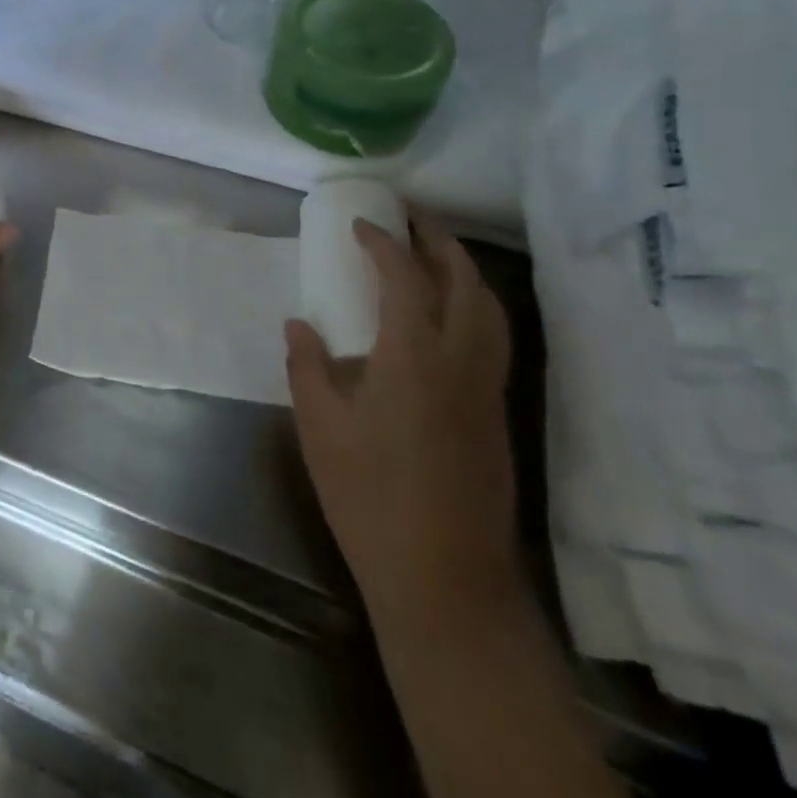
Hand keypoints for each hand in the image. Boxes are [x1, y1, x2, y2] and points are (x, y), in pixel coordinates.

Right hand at [286, 218, 518, 629]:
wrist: (445, 578)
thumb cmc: (369, 497)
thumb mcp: (320, 428)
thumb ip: (307, 366)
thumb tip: (300, 323)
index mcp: (414, 357)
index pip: (405, 278)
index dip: (384, 244)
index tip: (361, 226)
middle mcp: (461, 361)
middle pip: (464, 282)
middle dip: (439, 242)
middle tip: (411, 219)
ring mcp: (486, 389)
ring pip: (490, 310)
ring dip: (464, 271)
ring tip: (435, 255)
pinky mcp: (496, 415)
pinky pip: (493, 338)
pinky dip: (475, 306)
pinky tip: (448, 318)